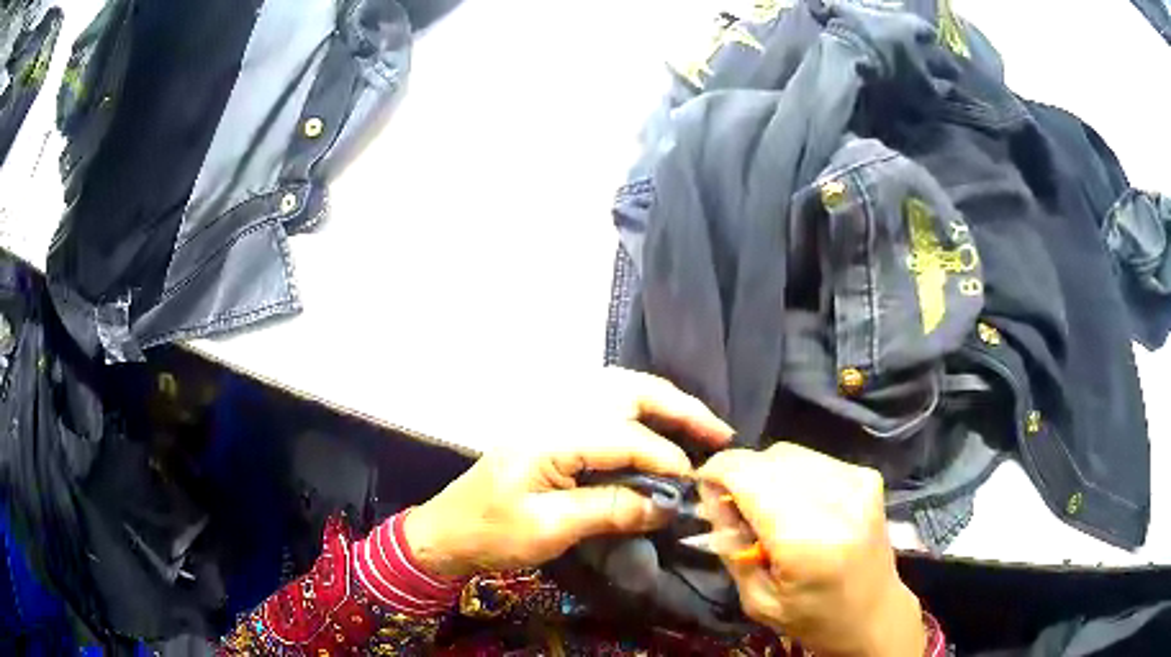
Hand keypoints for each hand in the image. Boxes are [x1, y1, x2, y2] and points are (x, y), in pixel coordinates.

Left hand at [404, 367, 733, 578]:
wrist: (445, 533)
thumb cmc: (490, 534)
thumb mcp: (550, 529)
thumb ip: (611, 510)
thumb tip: (668, 503)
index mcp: (551, 436)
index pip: (625, 437)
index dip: (666, 458)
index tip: (696, 485)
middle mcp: (554, 414)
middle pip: (627, 391)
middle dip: (678, 407)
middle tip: (719, 432)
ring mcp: (551, 417)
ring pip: (617, 391)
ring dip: (662, 404)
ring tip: (698, 426)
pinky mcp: (551, 430)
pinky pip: (604, 408)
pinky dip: (640, 412)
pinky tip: (656, 430)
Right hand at [697, 443, 924, 656]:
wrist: (874, 613)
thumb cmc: (813, 618)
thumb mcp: (757, 599)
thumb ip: (730, 546)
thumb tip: (710, 497)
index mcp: (807, 539)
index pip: (748, 475)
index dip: (716, 472)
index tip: (702, 487)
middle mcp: (837, 499)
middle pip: (768, 458)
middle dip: (739, 474)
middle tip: (733, 509)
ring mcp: (857, 481)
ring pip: (790, 452)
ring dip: (766, 473)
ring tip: (766, 509)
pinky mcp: (867, 476)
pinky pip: (813, 460)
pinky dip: (793, 475)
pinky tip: (797, 506)